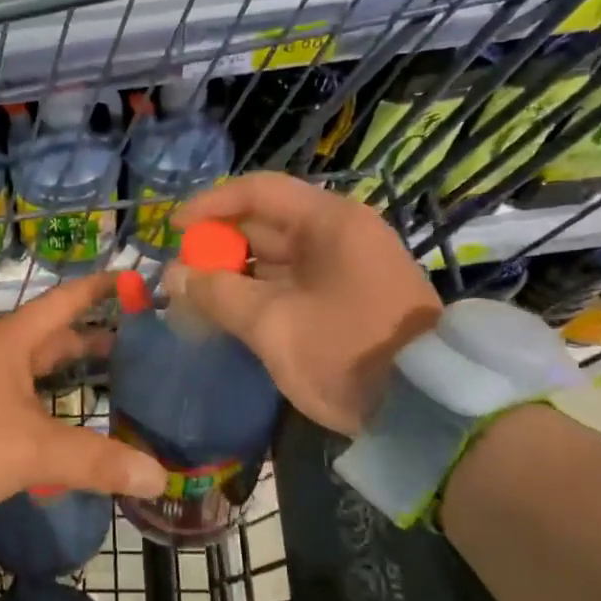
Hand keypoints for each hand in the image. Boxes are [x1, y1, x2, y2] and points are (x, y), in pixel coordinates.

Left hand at [0, 272, 167, 508]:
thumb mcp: (34, 449)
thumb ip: (95, 461)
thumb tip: (158, 476)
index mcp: (14, 341)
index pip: (65, 301)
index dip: (99, 288)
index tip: (130, 278)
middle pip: (51, 335)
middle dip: (91, 336)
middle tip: (134, 344)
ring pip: (31, 366)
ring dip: (65, 369)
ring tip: (104, 381)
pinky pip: (15, 393)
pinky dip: (43, 399)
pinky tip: (57, 421)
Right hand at [168, 173, 441, 435]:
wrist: (426, 409)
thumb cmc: (346, 352)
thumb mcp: (273, 324)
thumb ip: (218, 294)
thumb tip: (174, 276)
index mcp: (329, 222)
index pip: (258, 191)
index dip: (210, 205)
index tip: (173, 229)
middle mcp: (339, 234)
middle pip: (265, 224)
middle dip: (218, 246)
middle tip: (180, 274)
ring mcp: (346, 267)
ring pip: (276, 257)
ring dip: (235, 274)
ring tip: (196, 298)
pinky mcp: (347, 298)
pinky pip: (292, 283)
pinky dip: (259, 293)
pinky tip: (230, 314)